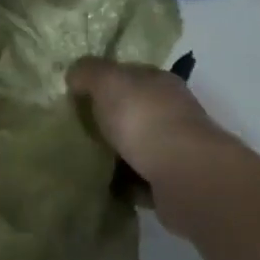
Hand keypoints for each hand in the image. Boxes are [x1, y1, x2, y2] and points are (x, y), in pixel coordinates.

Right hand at [68, 58, 232, 189]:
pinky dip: (124, 185)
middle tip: (76, 131)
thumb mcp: (108, 81)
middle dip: (107, 122)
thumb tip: (75, 75)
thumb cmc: (144, 119)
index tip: (77, 96)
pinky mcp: (173, 183)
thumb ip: (88, 72)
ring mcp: (176, 149)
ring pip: (136, 148)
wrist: (184, 174)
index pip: (129, 75)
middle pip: (132, 112)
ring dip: (115, 156)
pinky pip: (140, 181)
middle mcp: (172, 112)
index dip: (103, 82)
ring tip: (83, 162)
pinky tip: (103, 187)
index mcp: (160, 82)